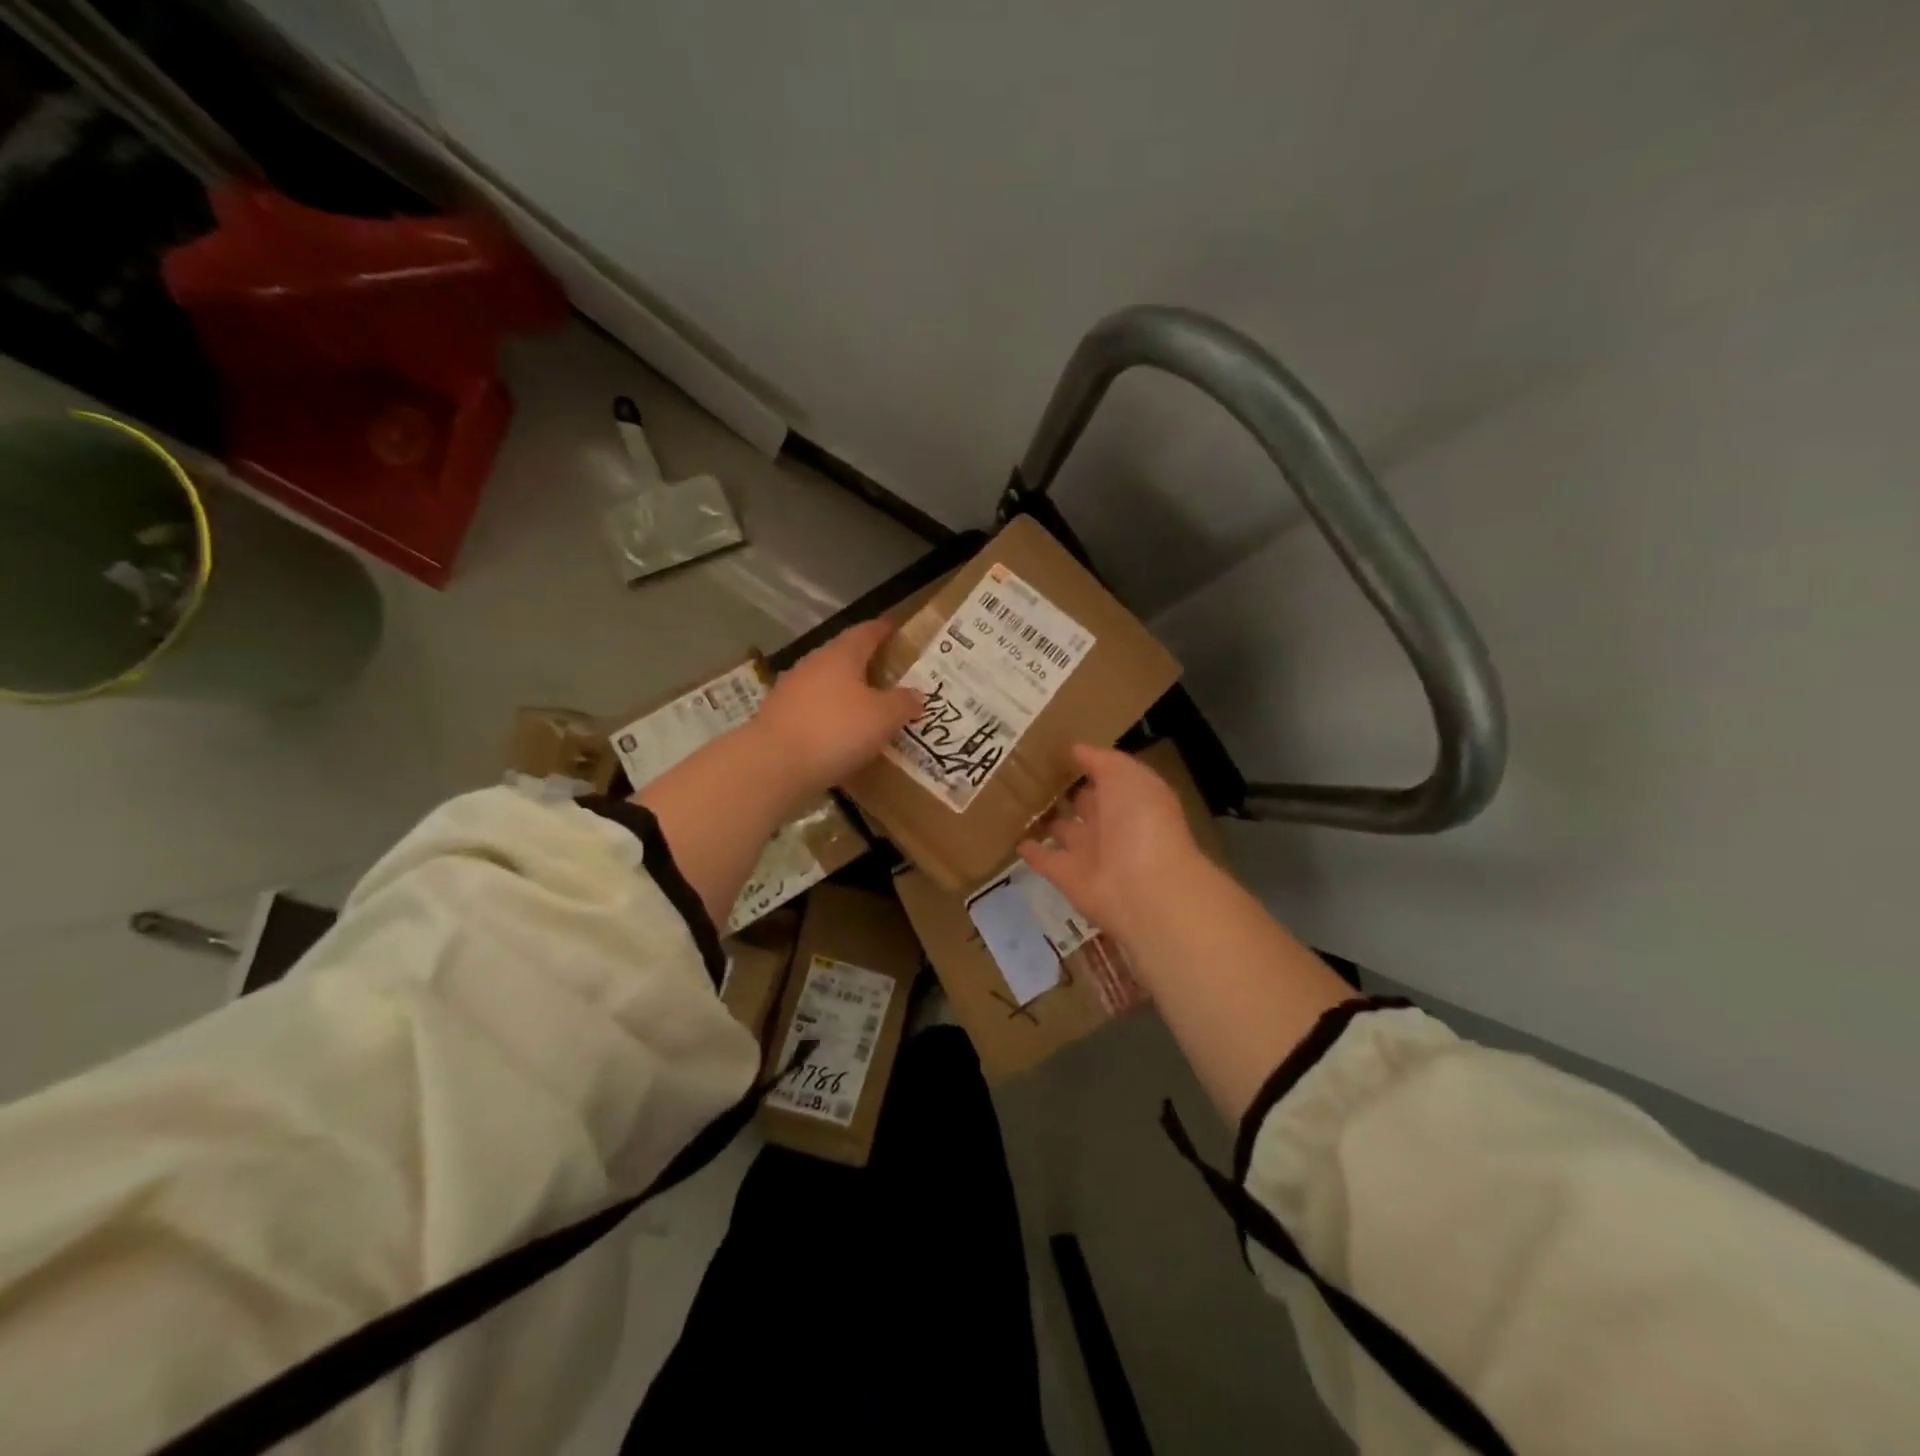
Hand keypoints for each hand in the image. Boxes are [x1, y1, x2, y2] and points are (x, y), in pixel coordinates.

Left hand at [754, 620, 921, 799]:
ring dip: (844, 690)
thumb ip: (903, 703)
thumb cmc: (836, 730)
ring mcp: (790, 689)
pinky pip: (811, 708)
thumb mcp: (883, 718)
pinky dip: (828, 714)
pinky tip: (838, 731)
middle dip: (863, 661)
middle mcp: (813, 664)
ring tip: (865, 704)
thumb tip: (916, 695)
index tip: (894, 627)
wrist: (774, 764)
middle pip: (842, 655)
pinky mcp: (778, 716)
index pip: (865, 632)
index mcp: (841, 655)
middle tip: (886, 671)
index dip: (882, 629)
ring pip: (825, 682)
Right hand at [1019, 744, 1205, 941]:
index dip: (1084, 763)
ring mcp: (1089, 853)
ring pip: (1063, 831)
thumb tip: (1074, 749)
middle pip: (1084, 804)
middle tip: (1027, 772)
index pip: (1104, 777)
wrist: (1144, 888)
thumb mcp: (1126, 775)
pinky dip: (1031, 851)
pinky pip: (1046, 860)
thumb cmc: (1141, 822)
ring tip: (1014, 800)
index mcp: (1130, 798)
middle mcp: (1111, 824)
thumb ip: (1100, 760)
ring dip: (1046, 820)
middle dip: (1063, 791)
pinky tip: (1012, 836)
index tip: (1053, 749)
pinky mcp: (1067, 877)